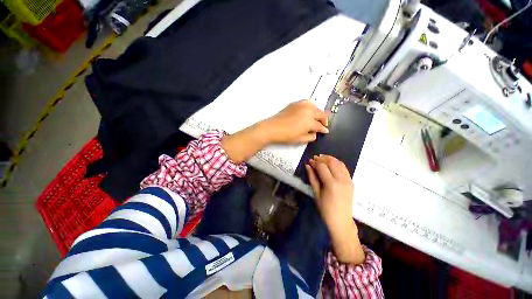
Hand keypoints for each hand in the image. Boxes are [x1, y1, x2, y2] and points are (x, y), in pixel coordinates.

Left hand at [264, 100, 328, 143]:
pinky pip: (306, 103)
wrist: (273, 128)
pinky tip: (308, 111)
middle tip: (323, 124)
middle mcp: (308, 111)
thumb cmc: (287, 135)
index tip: (325, 131)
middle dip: (324, 120)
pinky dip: (310, 107)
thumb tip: (315, 134)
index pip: (320, 125)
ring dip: (317, 112)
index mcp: (310, 121)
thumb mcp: (300, 140)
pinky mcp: (295, 103)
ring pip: (315, 106)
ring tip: (316, 118)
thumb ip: (311, 137)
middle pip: (320, 114)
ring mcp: (302, 105)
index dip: (324, 129)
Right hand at [305, 155, 364, 263]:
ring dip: (330, 159)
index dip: (315, 162)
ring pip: (339, 163)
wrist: (341, 221)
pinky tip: (331, 163)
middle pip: (332, 162)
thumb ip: (312, 178)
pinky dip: (337, 163)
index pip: (322, 167)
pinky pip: (344, 168)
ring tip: (322, 158)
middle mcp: (341, 180)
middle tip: (315, 158)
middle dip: (322, 158)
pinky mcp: (351, 182)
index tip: (309, 161)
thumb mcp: (316, 193)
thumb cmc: (325, 209)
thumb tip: (308, 166)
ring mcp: (348, 180)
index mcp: (331, 184)